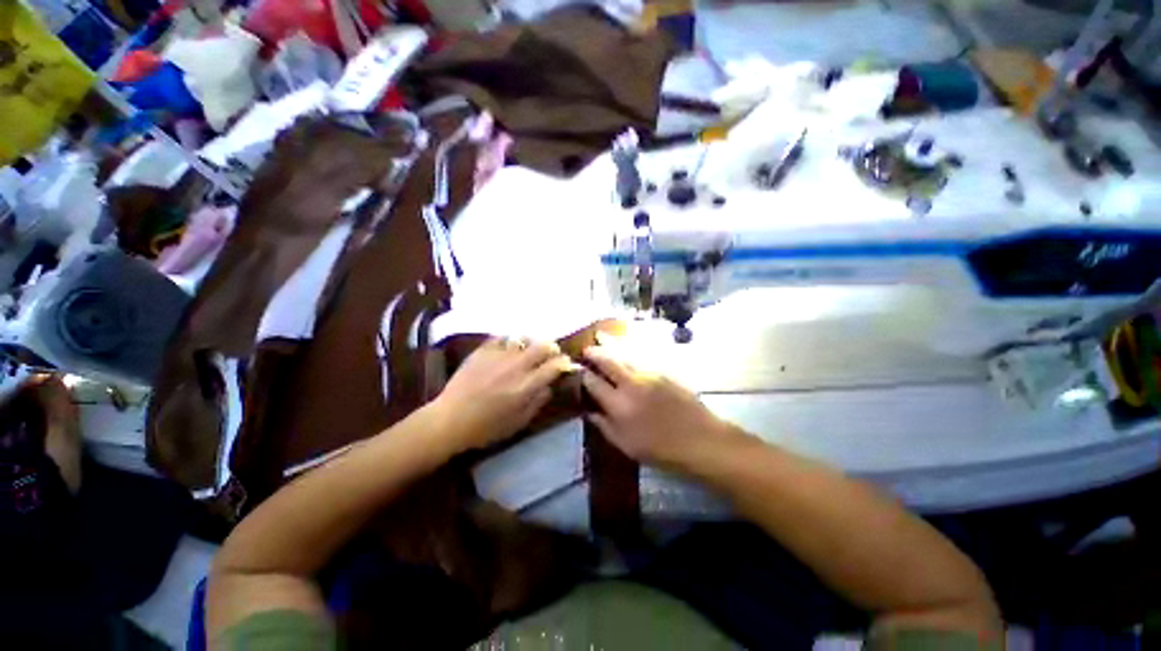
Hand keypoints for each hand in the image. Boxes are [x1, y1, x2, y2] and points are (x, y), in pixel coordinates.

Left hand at [430, 338, 573, 451]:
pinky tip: (508, 349)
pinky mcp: (483, 350)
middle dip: (552, 348)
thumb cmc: (486, 428)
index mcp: (527, 385)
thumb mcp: (519, 422)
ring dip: (531, 344)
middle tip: (550, 354)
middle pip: (543, 346)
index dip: (564, 363)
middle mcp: (516, 366)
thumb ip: (538, 402)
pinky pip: (502, 338)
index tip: (566, 364)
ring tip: (528, 350)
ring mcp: (499, 355)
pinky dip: (509, 342)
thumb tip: (549, 386)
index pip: (555, 365)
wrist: (450, 420)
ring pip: (523, 338)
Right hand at [581, 345, 733, 469]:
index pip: (594, 383)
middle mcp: (631, 384)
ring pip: (624, 355)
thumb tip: (589, 412)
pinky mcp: (663, 371)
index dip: (584, 375)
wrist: (700, 439)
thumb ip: (604, 426)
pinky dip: (629, 351)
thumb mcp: (626, 445)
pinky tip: (625, 349)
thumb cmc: (660, 449)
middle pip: (608, 361)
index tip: (578, 370)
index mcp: (618, 405)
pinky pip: (640, 357)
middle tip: (586, 349)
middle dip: (594, 352)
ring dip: (611, 346)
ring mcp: (648, 374)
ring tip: (601, 337)